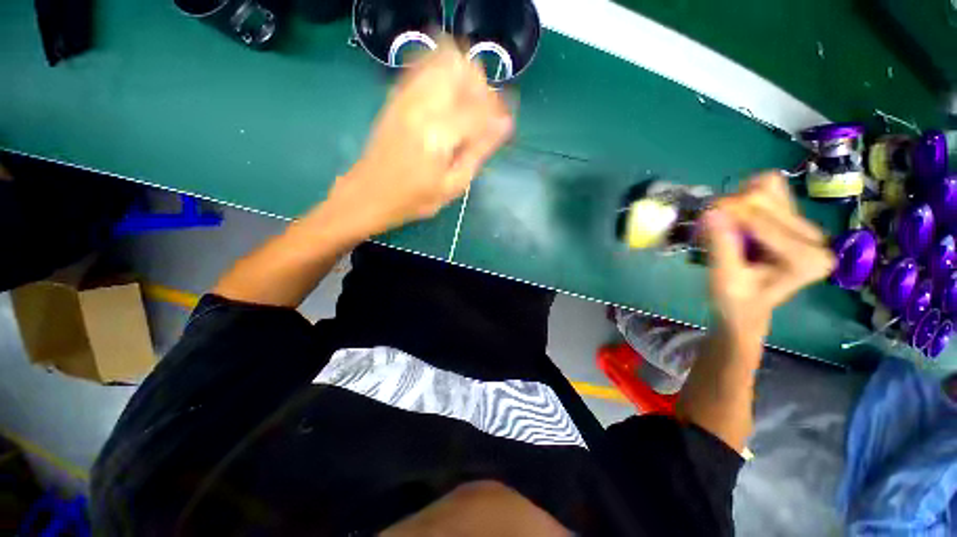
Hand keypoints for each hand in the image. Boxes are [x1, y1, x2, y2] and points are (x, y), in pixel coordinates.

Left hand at [326, 41, 513, 237]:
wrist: (367, 194)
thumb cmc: (413, 200)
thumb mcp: (452, 187)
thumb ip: (478, 153)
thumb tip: (503, 126)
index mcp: (438, 135)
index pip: (479, 109)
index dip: (498, 114)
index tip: (506, 124)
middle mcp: (421, 106)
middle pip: (462, 69)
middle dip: (482, 88)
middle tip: (485, 115)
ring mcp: (405, 96)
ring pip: (444, 60)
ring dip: (464, 77)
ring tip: (467, 106)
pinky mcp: (396, 96)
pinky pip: (425, 67)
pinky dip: (444, 74)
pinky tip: (448, 98)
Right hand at [702, 172, 834, 346]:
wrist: (747, 309)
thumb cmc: (735, 301)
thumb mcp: (724, 279)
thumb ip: (722, 246)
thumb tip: (711, 210)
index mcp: (807, 259)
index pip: (764, 221)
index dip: (729, 217)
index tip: (703, 218)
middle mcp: (816, 238)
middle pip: (767, 198)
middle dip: (732, 207)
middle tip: (710, 223)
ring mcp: (808, 226)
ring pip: (769, 189)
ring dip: (738, 200)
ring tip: (723, 222)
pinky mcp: (795, 219)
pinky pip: (771, 189)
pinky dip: (746, 195)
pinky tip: (735, 215)